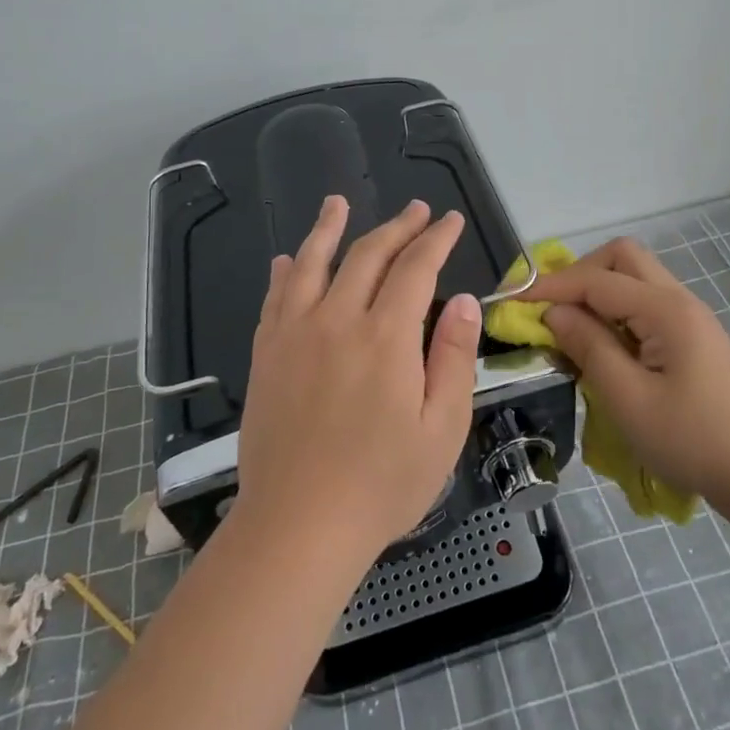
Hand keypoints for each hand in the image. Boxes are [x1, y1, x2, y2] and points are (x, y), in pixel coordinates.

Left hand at [233, 195, 481, 569]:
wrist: (298, 526)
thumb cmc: (383, 484)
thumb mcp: (442, 428)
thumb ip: (454, 357)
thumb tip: (463, 300)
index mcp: (386, 337)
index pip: (416, 269)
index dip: (436, 239)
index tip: (450, 220)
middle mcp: (337, 320)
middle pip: (368, 255)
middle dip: (396, 227)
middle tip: (415, 210)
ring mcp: (294, 334)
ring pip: (312, 263)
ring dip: (328, 228)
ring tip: (338, 203)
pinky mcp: (266, 354)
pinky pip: (275, 298)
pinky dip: (285, 272)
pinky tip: (287, 260)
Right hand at [521, 237, 729, 509]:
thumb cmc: (693, 440)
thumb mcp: (628, 399)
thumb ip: (589, 347)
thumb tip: (554, 313)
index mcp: (664, 310)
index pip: (596, 280)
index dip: (551, 287)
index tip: (513, 301)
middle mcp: (678, 300)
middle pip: (621, 259)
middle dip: (579, 274)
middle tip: (549, 308)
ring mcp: (688, 318)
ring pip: (633, 279)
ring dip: (596, 293)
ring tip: (568, 329)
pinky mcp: (691, 338)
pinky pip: (643, 306)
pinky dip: (614, 313)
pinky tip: (601, 347)